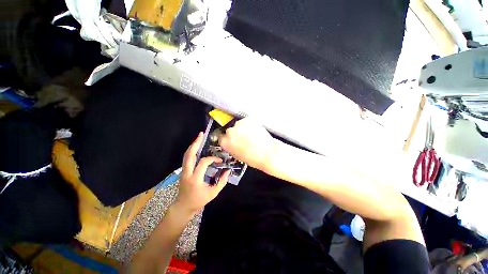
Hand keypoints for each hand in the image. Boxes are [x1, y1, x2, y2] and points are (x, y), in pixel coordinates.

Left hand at [175, 132, 229, 214]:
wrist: (183, 206)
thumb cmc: (199, 200)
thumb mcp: (213, 193)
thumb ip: (222, 182)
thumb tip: (228, 171)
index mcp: (195, 179)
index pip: (203, 163)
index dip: (212, 159)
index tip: (219, 161)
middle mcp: (187, 173)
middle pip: (189, 155)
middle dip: (196, 143)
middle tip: (201, 134)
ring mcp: (183, 171)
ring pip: (186, 155)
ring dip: (193, 145)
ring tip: (199, 137)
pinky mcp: (183, 170)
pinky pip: (187, 158)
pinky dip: (191, 150)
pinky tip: (196, 146)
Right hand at [218, 117, 276, 169]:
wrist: (267, 153)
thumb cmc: (254, 158)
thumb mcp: (237, 155)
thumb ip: (232, 147)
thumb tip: (233, 143)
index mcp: (225, 142)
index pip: (221, 137)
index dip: (227, 138)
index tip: (231, 138)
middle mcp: (230, 132)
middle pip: (230, 130)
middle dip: (236, 133)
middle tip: (243, 137)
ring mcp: (239, 124)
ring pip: (239, 125)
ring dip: (243, 128)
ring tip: (251, 135)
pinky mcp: (248, 119)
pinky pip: (247, 121)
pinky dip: (250, 125)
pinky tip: (255, 131)